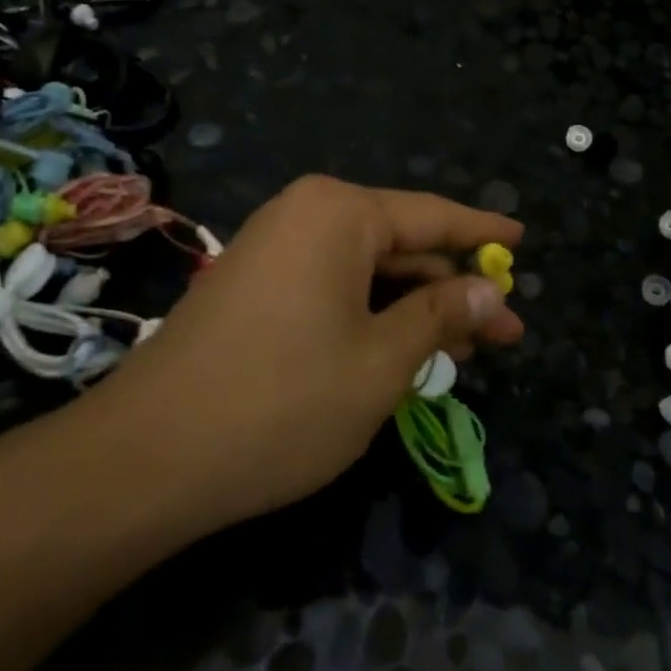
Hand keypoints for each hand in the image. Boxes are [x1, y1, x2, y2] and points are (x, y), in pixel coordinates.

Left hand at [89, 176, 524, 531]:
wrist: (148, 458)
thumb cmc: (283, 401)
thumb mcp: (381, 362)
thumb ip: (439, 315)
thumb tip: (487, 289)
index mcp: (338, 213)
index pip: (431, 216)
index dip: (482, 234)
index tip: (523, 240)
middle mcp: (303, 216)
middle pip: (399, 246)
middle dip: (450, 288)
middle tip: (502, 332)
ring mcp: (272, 251)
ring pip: (365, 273)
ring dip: (412, 309)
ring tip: (461, 350)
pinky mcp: (252, 288)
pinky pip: (330, 289)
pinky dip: (370, 317)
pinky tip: (400, 351)